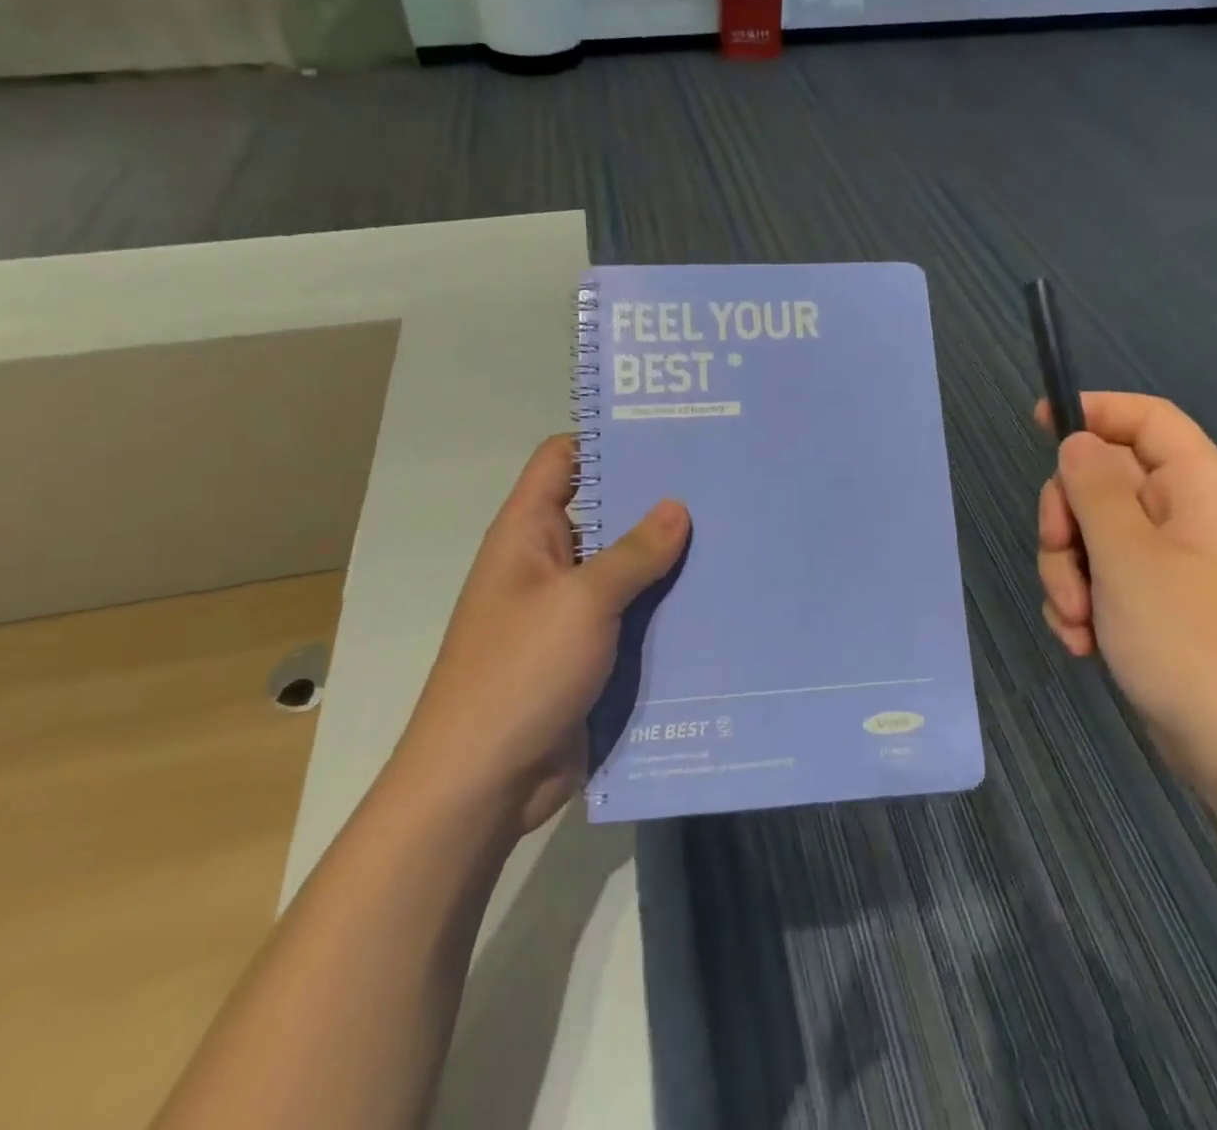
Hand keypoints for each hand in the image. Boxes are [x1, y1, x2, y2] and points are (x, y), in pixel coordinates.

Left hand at [395, 435, 688, 836]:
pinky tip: (718, 597)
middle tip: (721, 482)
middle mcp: (549, 561)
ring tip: (734, 533)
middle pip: (604, 511)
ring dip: (668, 557)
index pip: (563, 459)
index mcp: (528, 532)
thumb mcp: (581, 602)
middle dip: (655, 498)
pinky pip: (634, 614)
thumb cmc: (519, 673)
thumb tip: (677, 507)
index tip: (669, 432)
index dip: (607, 439)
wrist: (482, 783)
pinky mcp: (590, 651)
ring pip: (626, 566)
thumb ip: (633, 553)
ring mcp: (570, 609)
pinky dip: (667, 605)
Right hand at [1035, 393, 1216, 790]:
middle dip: (1066, 521)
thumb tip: (1077, 441)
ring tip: (1077, 620)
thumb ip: (1094, 486)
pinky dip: (1082, 603)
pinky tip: (1084, 641)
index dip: (1093, 411)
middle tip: (1061, 557)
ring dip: (1068, 573)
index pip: (1145, 417)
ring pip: (1092, 534)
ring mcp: (1171, 560)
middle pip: (1102, 479)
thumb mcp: (1127, 554)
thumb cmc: (1188, 638)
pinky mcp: (1156, 601)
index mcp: (1199, 485)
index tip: (1038, 425)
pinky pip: (1101, 577)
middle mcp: (1187, 513)